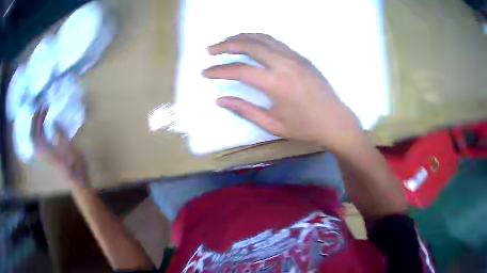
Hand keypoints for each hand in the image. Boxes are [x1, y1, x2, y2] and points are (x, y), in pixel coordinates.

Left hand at [32, 108, 88, 187]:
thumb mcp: (67, 144)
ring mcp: (43, 155)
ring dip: (36, 127)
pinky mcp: (46, 156)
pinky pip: (38, 142)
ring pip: (34, 139)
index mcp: (44, 148)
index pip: (36, 129)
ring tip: (41, 116)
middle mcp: (41, 152)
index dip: (39, 116)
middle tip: (41, 109)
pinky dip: (39, 133)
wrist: (76, 178)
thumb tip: (54, 121)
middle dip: (35, 120)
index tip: (45, 106)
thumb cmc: (72, 162)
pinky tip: (44, 129)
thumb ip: (59, 132)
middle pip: (32, 134)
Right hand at [203, 34, 363, 151]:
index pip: (240, 70)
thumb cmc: (305, 127)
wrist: (335, 121)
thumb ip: (245, 110)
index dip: (219, 70)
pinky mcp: (301, 57)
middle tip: (211, 49)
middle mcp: (285, 64)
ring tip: (226, 42)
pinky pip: (275, 41)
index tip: (205, 72)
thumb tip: (220, 99)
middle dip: (226, 45)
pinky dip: (258, 39)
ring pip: (263, 38)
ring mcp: (295, 57)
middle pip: (250, 45)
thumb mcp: (272, 125)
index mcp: (276, 84)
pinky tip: (250, 43)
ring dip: (242, 37)